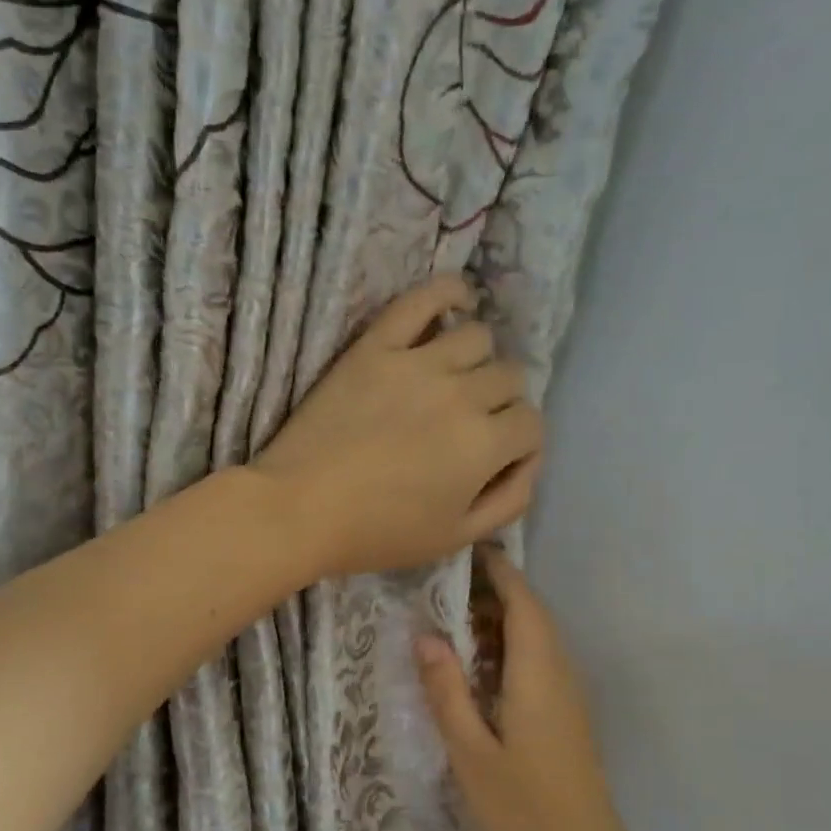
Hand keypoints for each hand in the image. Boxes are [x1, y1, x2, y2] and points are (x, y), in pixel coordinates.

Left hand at [253, 275, 542, 578]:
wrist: (299, 510)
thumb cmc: (377, 533)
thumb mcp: (455, 538)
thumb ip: (509, 501)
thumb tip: (529, 462)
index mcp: (484, 444)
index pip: (531, 423)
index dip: (520, 444)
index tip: (496, 458)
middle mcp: (462, 394)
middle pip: (510, 377)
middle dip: (501, 404)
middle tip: (470, 425)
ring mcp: (418, 362)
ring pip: (478, 336)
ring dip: (477, 360)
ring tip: (454, 380)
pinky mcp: (376, 346)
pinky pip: (423, 299)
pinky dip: (448, 293)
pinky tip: (456, 302)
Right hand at [416, 546, 639, 830]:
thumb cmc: (523, 808)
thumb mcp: (470, 751)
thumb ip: (447, 690)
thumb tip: (425, 636)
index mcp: (538, 673)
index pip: (522, 602)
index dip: (496, 571)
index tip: (462, 550)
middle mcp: (560, 673)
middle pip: (531, 614)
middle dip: (492, 593)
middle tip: (440, 587)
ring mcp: (567, 695)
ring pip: (536, 638)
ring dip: (499, 621)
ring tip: (451, 621)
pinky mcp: (565, 715)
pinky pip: (537, 662)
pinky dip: (508, 649)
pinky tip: (476, 668)